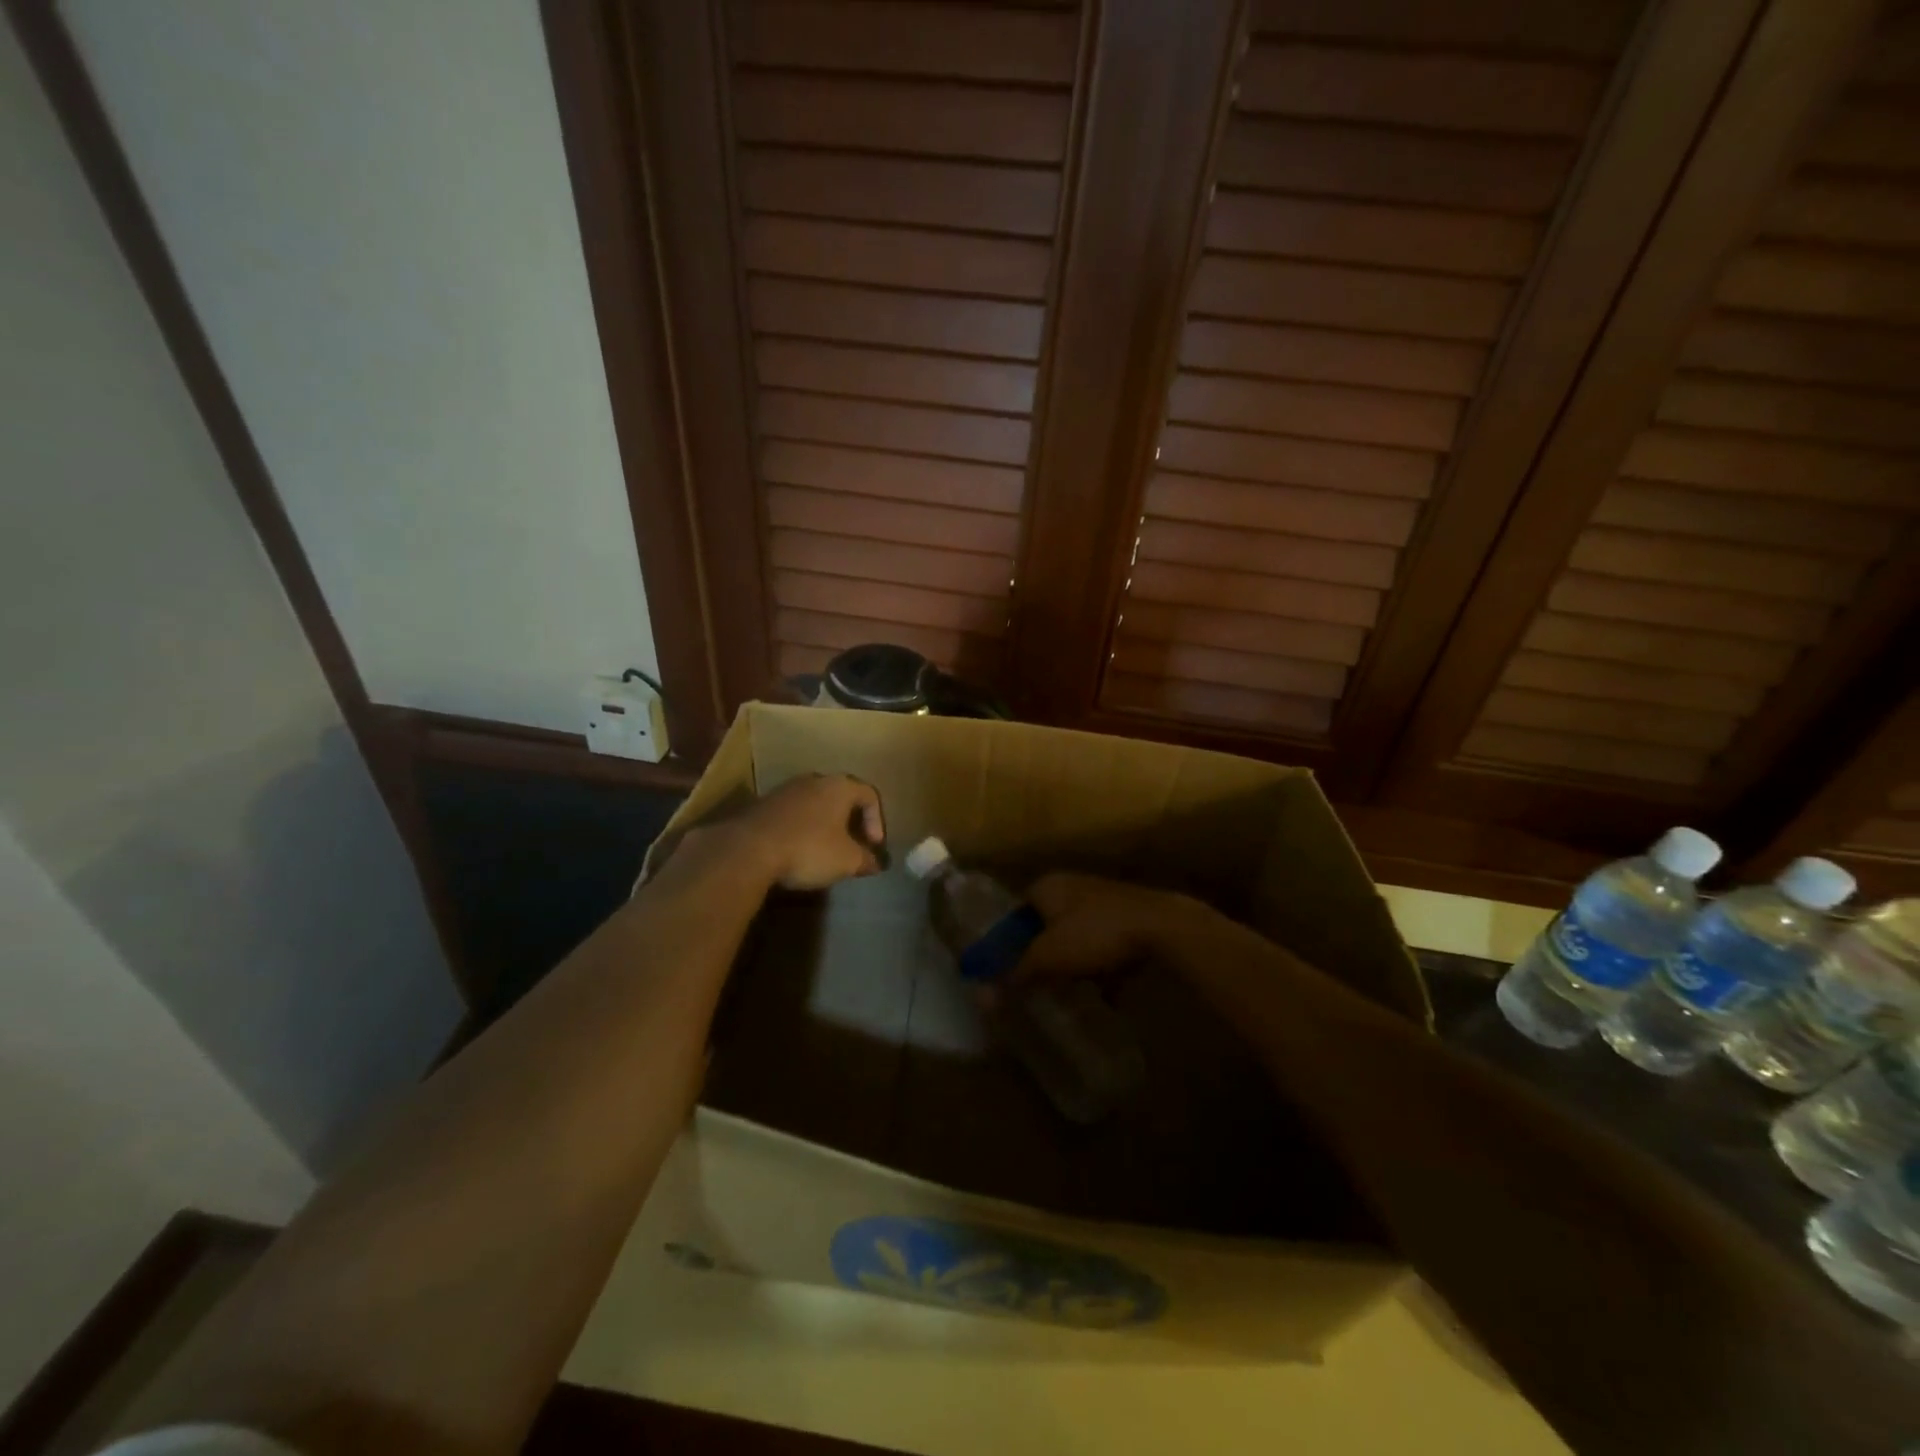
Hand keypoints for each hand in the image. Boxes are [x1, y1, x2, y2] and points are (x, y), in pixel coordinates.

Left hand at [736, 773, 885, 889]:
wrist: (749, 849)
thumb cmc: (809, 848)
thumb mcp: (847, 860)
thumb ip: (866, 859)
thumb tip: (876, 863)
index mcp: (839, 786)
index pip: (869, 795)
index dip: (877, 821)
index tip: (873, 846)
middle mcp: (814, 780)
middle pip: (841, 796)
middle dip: (850, 822)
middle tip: (853, 846)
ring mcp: (785, 790)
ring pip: (815, 804)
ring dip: (824, 825)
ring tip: (825, 851)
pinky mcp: (762, 805)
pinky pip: (793, 814)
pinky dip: (802, 829)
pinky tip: (797, 851)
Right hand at [1016, 872, 1188, 980]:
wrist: (1161, 926)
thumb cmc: (1094, 933)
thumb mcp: (1047, 957)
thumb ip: (1016, 974)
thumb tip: (983, 995)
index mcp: (1047, 886)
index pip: (1015, 912)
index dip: (1008, 941)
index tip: (1006, 969)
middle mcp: (1072, 885)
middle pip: (1045, 923)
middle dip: (1041, 953)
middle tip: (1034, 982)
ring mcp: (1103, 899)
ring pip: (1075, 933)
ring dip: (1071, 960)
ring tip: (1067, 988)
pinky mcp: (1128, 915)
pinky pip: (1103, 943)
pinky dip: (1099, 963)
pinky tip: (1102, 988)